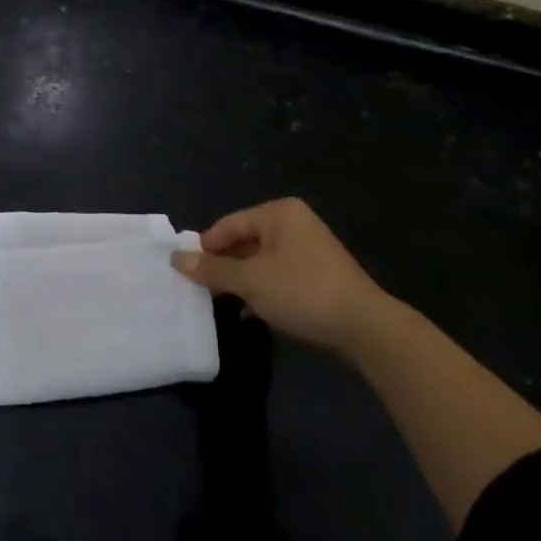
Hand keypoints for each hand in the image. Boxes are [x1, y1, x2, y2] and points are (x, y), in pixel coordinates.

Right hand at [171, 197, 387, 349]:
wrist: (365, 327)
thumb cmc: (302, 291)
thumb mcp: (250, 280)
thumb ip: (212, 269)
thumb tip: (175, 258)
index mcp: (278, 213)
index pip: (228, 224)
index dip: (205, 247)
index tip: (187, 272)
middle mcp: (294, 223)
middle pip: (244, 241)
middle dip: (223, 265)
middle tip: (201, 288)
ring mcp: (309, 249)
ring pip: (260, 261)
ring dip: (240, 280)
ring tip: (220, 301)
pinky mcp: (318, 274)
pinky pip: (278, 275)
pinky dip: (261, 290)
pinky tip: (249, 312)